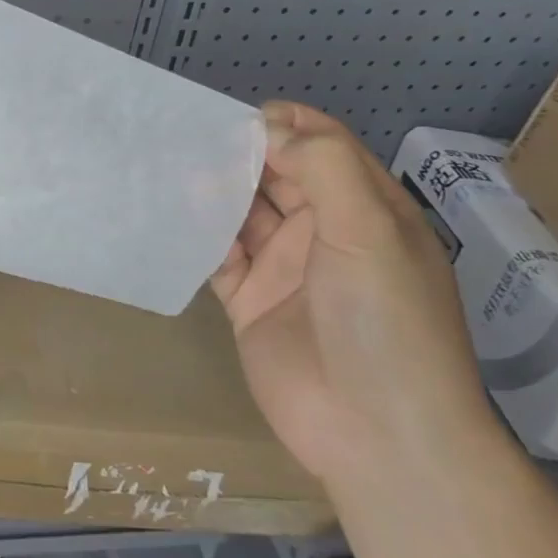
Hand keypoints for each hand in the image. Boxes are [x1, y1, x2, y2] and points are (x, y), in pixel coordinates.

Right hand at [211, 102, 500, 495]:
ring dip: (214, 189)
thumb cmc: (385, 323)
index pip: (322, 147)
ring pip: (243, 212)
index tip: (237, 119)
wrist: (379, 437)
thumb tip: (267, 129)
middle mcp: (324, 232)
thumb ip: (322, 167)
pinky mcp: (249, 302)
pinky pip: (219, 255)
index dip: (284, 126)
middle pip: (276, 174)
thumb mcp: (369, 231)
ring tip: (171, 164)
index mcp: (365, 210)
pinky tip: (173, 214)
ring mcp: (285, 269)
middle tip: (189, 135)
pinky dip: (198, 233)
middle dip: (240, 153)